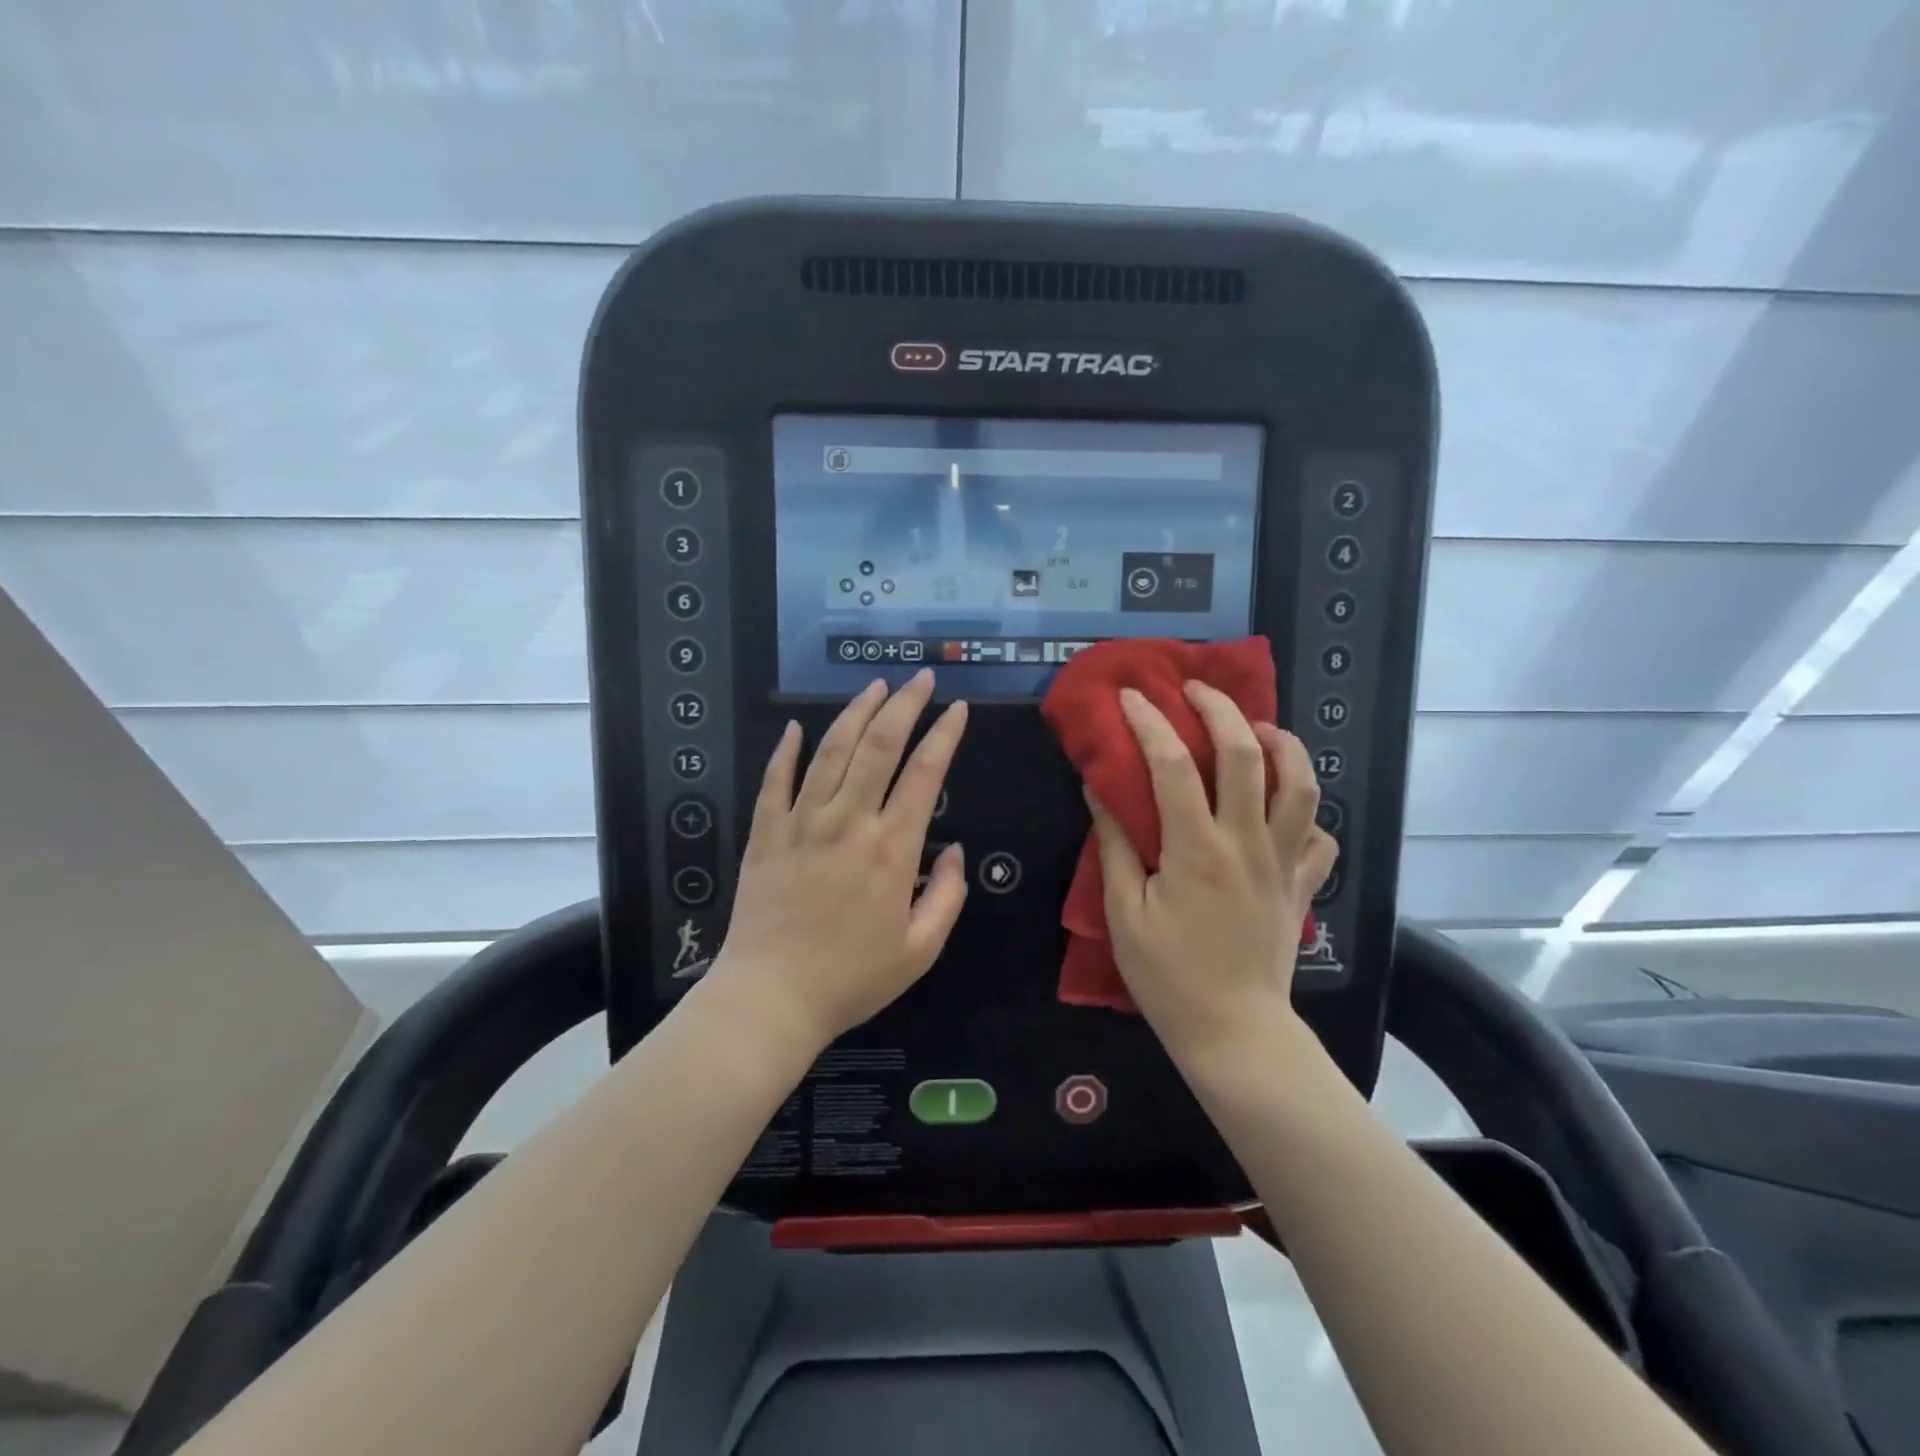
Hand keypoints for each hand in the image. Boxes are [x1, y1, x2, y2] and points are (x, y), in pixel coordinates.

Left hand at [711, 669, 968, 1052]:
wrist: (771, 999)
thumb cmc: (851, 979)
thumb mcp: (920, 951)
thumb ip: (947, 897)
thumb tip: (955, 851)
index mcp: (891, 849)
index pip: (924, 774)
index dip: (945, 734)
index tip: (958, 709)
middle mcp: (848, 822)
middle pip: (878, 746)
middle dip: (904, 705)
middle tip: (921, 679)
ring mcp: (802, 823)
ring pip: (830, 752)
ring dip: (854, 713)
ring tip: (874, 687)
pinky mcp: (765, 835)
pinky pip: (774, 781)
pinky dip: (784, 751)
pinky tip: (794, 727)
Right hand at [1085, 682, 1336, 1063]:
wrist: (1236, 1033)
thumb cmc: (1169, 977)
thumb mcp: (1125, 914)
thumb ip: (1116, 846)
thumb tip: (1100, 790)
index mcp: (1197, 849)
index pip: (1174, 766)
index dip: (1151, 723)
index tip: (1132, 696)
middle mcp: (1247, 842)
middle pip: (1247, 755)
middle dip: (1222, 709)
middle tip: (1197, 690)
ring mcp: (1284, 862)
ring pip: (1301, 785)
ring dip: (1283, 744)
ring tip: (1259, 728)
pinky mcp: (1302, 886)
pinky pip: (1321, 837)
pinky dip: (1308, 812)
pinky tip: (1287, 806)